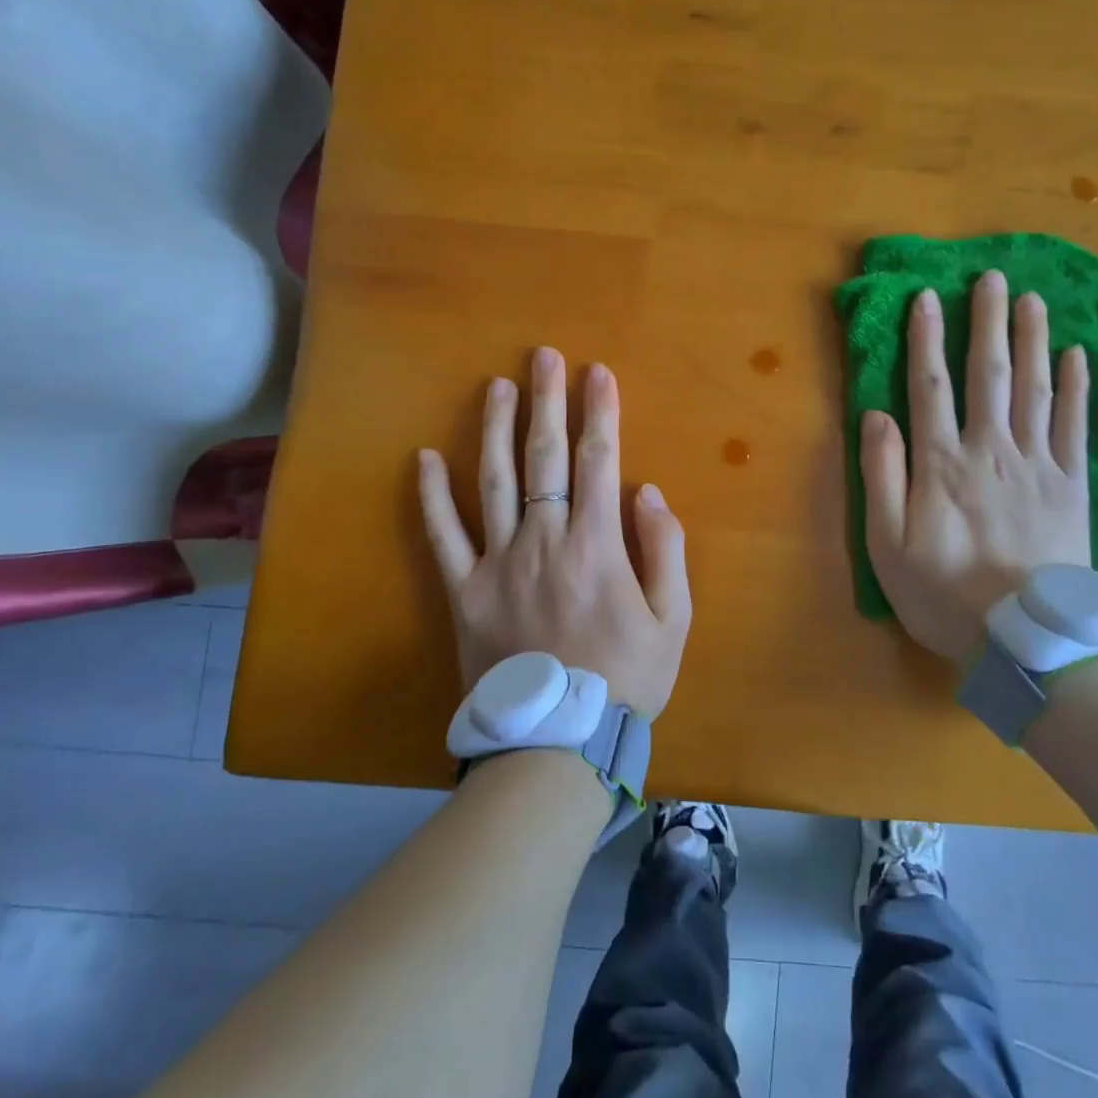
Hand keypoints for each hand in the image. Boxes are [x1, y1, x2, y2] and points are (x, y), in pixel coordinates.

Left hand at [417, 347, 691, 716]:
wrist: (558, 741)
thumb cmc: (626, 679)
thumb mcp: (674, 619)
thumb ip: (664, 550)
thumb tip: (647, 491)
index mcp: (597, 545)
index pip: (600, 460)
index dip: (600, 412)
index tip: (598, 373)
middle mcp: (545, 540)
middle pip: (546, 457)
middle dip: (547, 401)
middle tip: (544, 356)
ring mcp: (499, 562)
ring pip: (493, 482)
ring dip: (495, 429)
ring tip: (496, 386)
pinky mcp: (464, 590)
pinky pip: (444, 537)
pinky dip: (432, 497)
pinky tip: (423, 458)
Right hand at [860, 271, 1091, 664]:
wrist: (1029, 643)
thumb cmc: (945, 596)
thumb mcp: (888, 546)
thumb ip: (881, 477)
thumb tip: (875, 416)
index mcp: (942, 465)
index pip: (930, 387)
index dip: (926, 339)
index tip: (927, 297)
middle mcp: (991, 451)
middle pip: (988, 375)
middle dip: (987, 323)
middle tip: (991, 277)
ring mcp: (1038, 466)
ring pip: (1035, 390)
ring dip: (1032, 341)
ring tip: (1032, 300)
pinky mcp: (1073, 487)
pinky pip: (1076, 427)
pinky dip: (1079, 390)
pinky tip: (1080, 358)